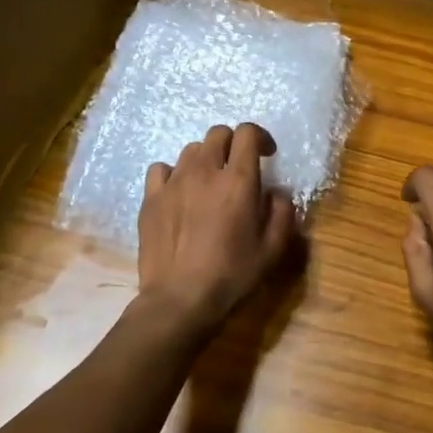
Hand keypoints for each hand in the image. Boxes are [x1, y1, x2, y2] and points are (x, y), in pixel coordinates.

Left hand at [137, 123, 296, 342]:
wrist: (179, 298)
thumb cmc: (231, 274)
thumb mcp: (273, 249)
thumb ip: (282, 213)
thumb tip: (276, 193)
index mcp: (238, 181)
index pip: (247, 133)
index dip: (259, 136)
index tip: (267, 154)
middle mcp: (204, 172)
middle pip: (218, 133)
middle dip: (233, 143)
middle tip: (238, 166)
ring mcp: (173, 182)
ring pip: (191, 150)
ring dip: (206, 158)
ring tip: (209, 182)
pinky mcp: (151, 198)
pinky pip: (161, 169)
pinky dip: (174, 174)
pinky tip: (179, 192)